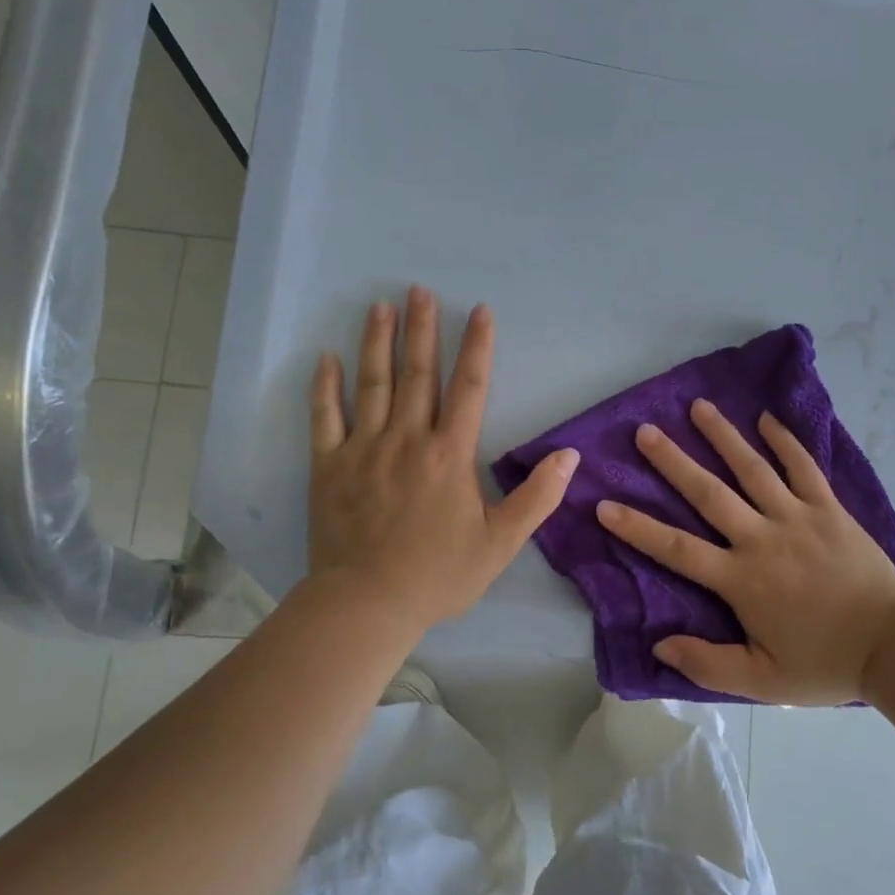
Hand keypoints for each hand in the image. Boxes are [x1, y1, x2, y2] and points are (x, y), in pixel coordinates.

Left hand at [306, 287, 577, 634]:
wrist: (367, 604)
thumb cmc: (438, 575)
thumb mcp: (501, 544)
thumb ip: (537, 498)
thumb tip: (569, 456)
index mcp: (449, 454)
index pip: (469, 387)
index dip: (476, 346)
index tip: (479, 310)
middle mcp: (407, 439)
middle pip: (417, 373)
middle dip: (422, 328)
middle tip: (419, 290)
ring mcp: (364, 449)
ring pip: (372, 384)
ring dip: (377, 342)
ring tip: (380, 306)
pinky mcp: (329, 465)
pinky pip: (325, 417)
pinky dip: (325, 386)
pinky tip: (326, 357)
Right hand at [594, 399, 894, 704]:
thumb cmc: (825, 663)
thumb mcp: (763, 681)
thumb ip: (709, 664)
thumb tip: (660, 646)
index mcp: (742, 579)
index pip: (678, 550)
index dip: (639, 527)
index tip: (605, 504)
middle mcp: (763, 538)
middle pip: (709, 493)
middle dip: (673, 462)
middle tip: (645, 432)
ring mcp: (798, 517)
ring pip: (753, 469)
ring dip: (724, 436)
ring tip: (699, 407)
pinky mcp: (829, 508)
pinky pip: (804, 467)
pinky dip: (786, 441)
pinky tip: (768, 418)